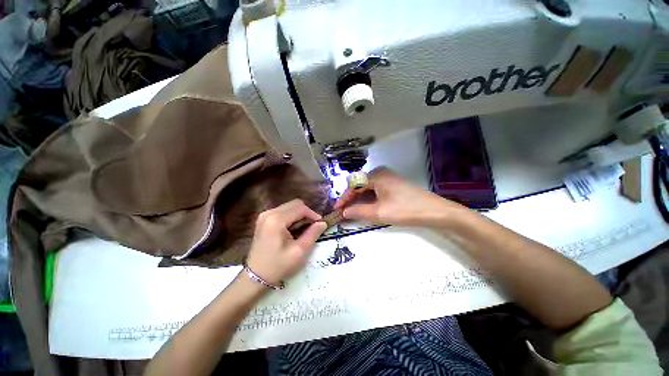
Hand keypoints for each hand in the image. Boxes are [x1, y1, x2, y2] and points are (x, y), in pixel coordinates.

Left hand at [246, 199, 326, 285]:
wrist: (256, 277)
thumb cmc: (278, 266)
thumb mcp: (299, 251)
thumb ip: (313, 234)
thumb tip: (323, 223)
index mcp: (276, 220)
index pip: (300, 208)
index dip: (313, 214)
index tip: (320, 223)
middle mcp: (269, 213)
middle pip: (295, 204)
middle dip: (306, 213)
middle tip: (313, 226)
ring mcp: (265, 215)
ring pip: (290, 207)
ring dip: (300, 215)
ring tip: (304, 228)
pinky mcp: (264, 219)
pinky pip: (283, 211)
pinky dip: (292, 217)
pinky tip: (294, 228)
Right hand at [335, 167, 465, 226]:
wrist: (435, 211)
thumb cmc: (406, 210)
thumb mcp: (380, 213)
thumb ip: (359, 211)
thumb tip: (344, 212)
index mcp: (376, 176)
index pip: (353, 185)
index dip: (343, 198)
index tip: (336, 209)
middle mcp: (380, 173)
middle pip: (359, 185)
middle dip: (350, 198)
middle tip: (344, 211)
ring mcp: (388, 177)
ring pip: (367, 187)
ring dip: (359, 198)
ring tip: (352, 210)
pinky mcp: (393, 184)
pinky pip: (375, 189)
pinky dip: (368, 198)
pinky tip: (366, 206)